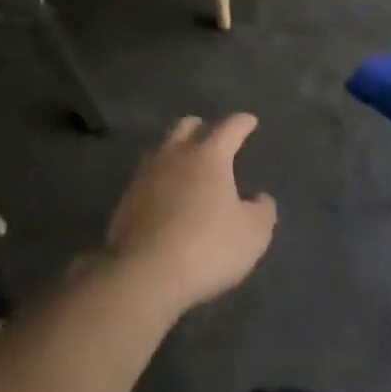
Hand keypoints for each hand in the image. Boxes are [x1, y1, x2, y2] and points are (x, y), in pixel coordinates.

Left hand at [103, 115, 276, 316]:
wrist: (145, 271)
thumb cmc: (207, 246)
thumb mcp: (252, 234)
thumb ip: (262, 211)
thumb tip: (260, 197)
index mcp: (209, 155)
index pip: (229, 128)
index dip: (242, 123)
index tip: (250, 120)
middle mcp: (175, 154)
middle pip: (187, 126)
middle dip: (201, 127)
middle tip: (211, 135)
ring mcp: (147, 174)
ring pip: (163, 149)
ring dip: (176, 151)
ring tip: (186, 164)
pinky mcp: (128, 197)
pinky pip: (148, 177)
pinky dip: (160, 179)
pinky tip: (165, 195)